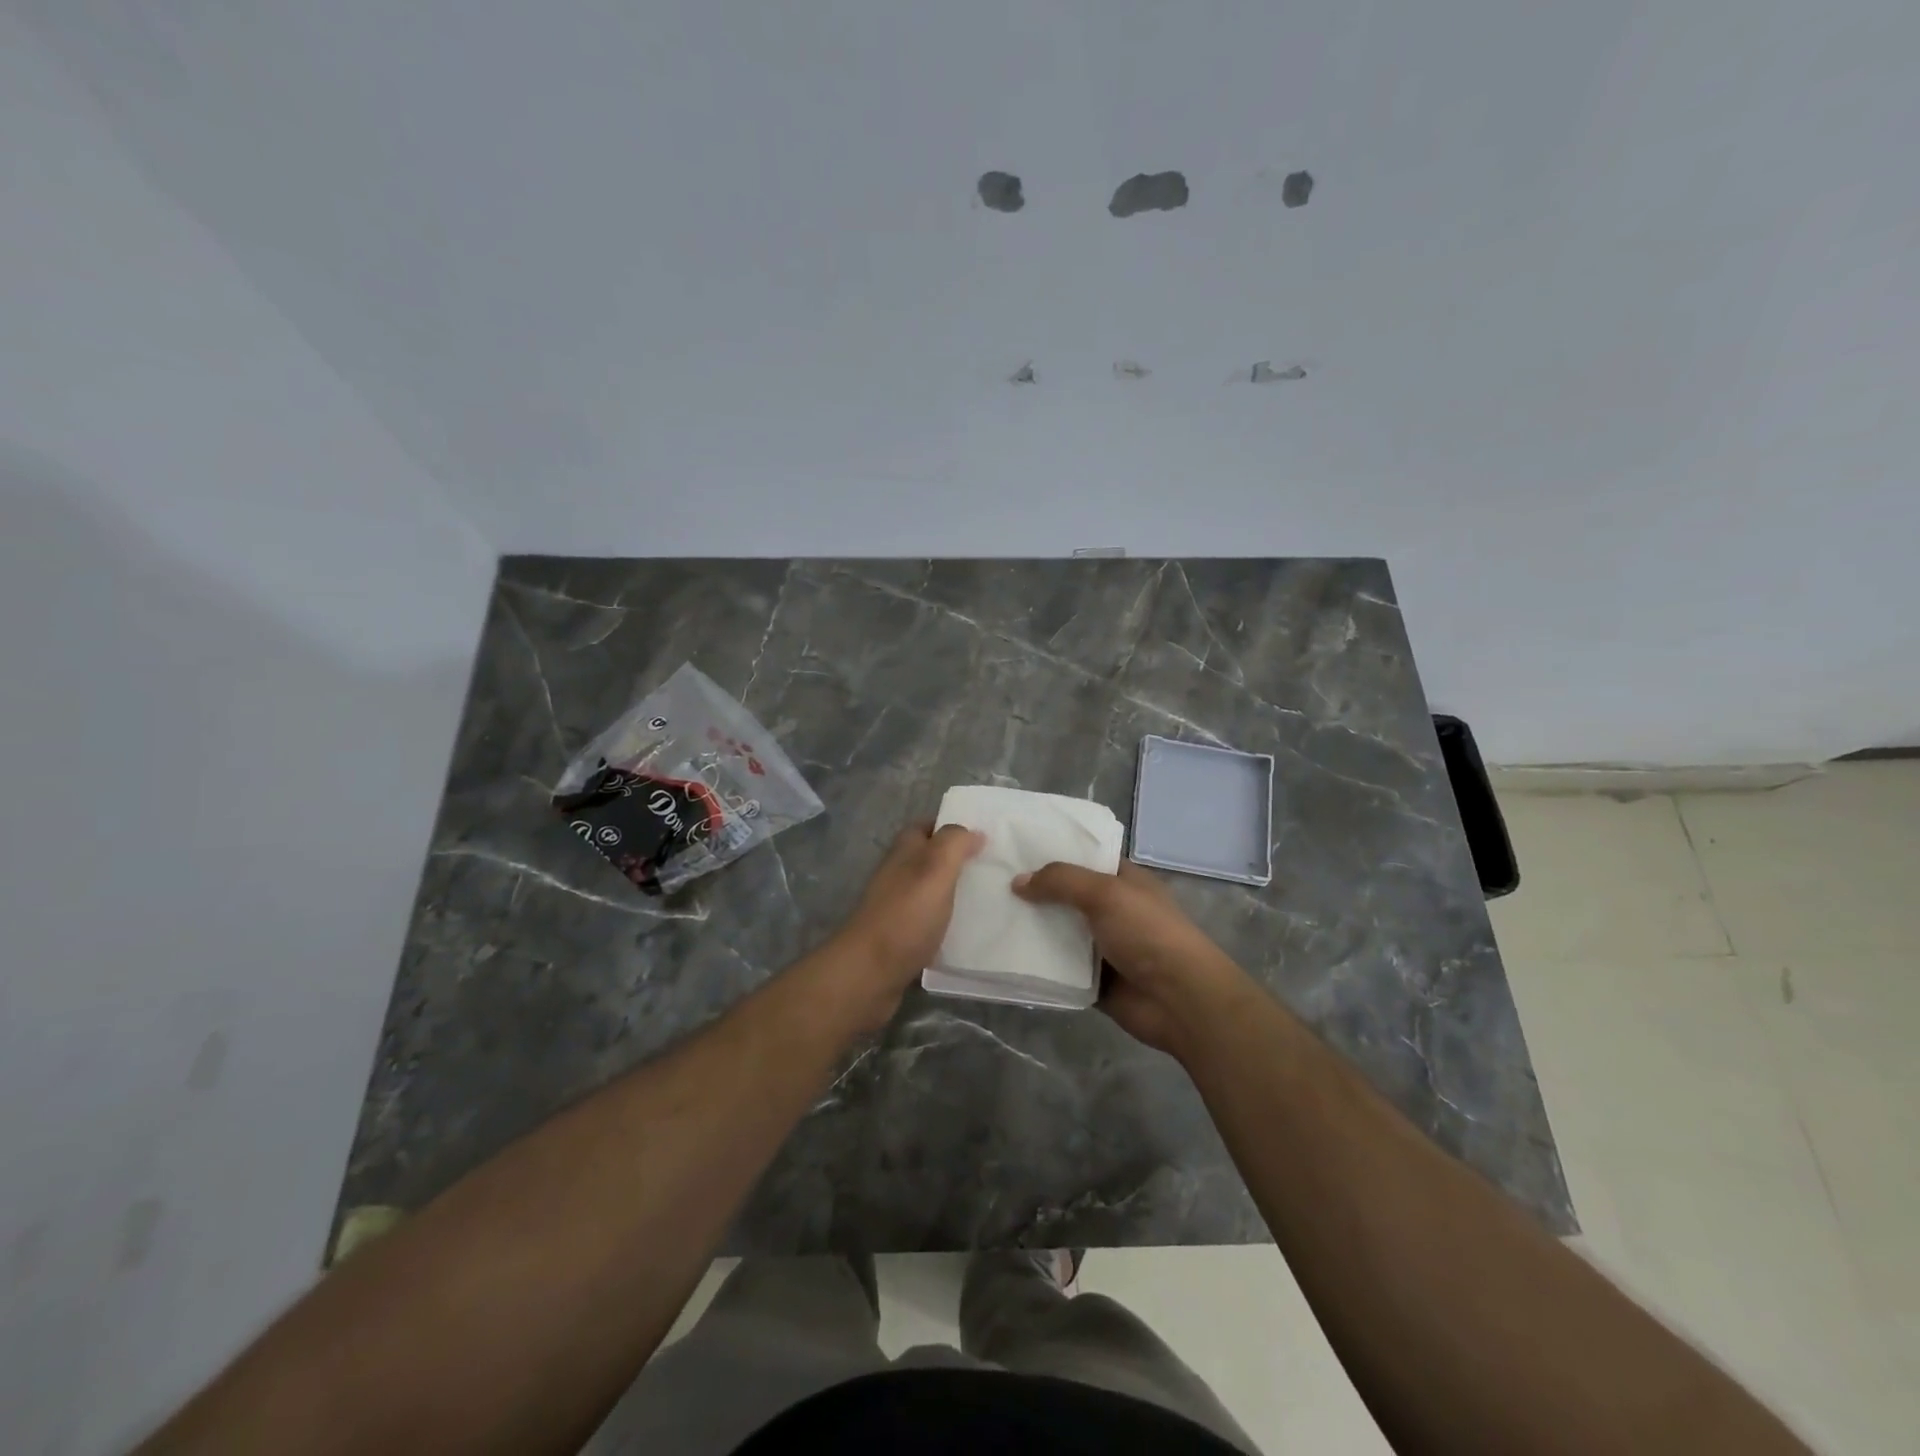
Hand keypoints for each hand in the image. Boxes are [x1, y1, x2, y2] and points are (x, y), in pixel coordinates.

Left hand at [828, 821, 983, 1021]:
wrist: (870, 973)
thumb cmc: (905, 915)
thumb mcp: (935, 868)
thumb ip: (954, 843)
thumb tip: (974, 831)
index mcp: (904, 852)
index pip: (927, 827)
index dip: (953, 827)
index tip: (986, 835)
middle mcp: (898, 875)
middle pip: (931, 860)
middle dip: (961, 862)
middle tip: (997, 870)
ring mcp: (898, 908)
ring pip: (933, 892)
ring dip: (957, 895)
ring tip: (994, 900)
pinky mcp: (902, 938)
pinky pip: (931, 924)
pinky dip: (950, 925)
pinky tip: (973, 934)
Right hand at [1014, 860, 1254, 1057]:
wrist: (1180, 999)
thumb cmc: (1147, 932)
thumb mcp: (1105, 893)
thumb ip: (1060, 881)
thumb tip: (1017, 882)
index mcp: (1124, 881)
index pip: (1085, 857)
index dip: (1054, 851)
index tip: (1015, 848)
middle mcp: (1113, 910)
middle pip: (1067, 896)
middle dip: (1035, 892)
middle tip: (990, 883)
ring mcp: (1104, 947)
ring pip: (1060, 933)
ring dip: (1033, 929)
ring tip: (990, 917)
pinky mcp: (1095, 981)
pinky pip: (1060, 969)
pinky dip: (1040, 965)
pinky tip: (1006, 956)